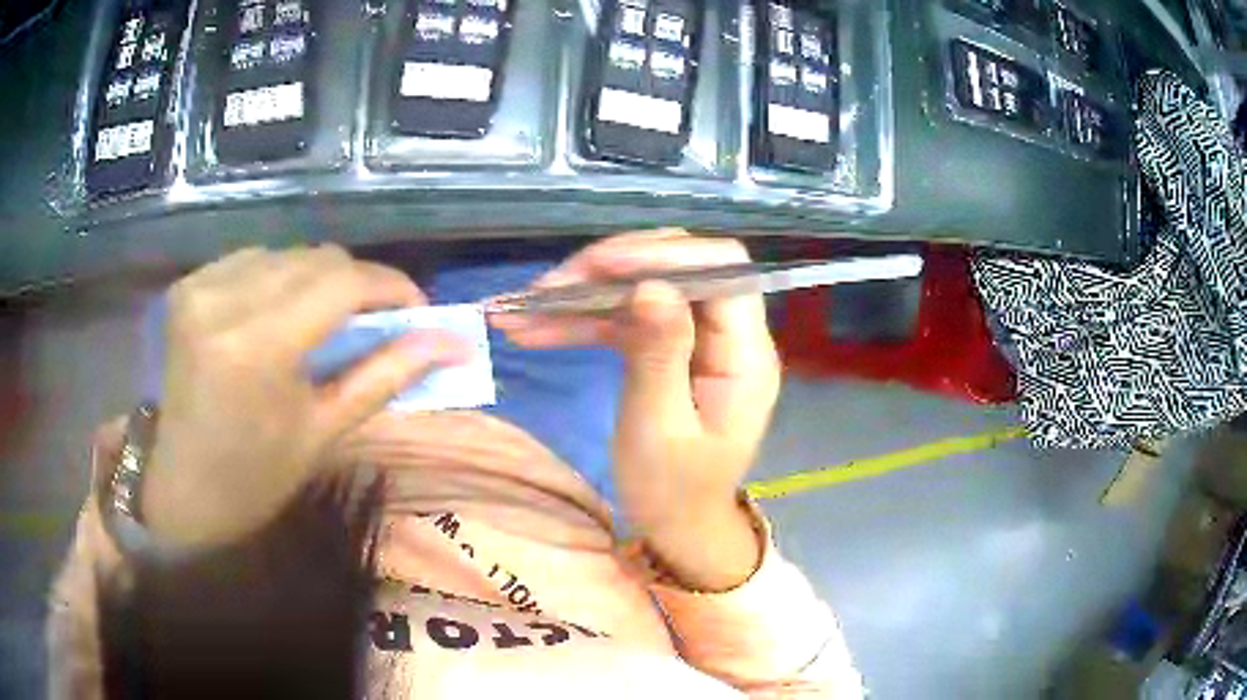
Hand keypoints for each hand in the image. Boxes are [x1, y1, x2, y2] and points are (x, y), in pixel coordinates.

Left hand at [142, 246, 470, 548]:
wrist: (182, 486)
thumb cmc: (257, 476)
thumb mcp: (325, 431)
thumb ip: (386, 375)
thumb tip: (452, 343)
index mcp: (259, 347)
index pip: (342, 282)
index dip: (390, 287)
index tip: (418, 309)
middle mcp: (225, 301)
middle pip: (317, 259)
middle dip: (358, 284)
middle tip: (378, 321)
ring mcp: (200, 288)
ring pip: (287, 254)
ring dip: (318, 280)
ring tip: (327, 320)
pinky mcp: (187, 286)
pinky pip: (252, 260)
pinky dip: (280, 278)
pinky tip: (281, 312)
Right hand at [492, 230, 780, 589]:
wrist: (677, 526)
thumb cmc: (673, 490)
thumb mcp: (661, 427)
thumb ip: (659, 353)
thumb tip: (651, 286)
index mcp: (745, 353)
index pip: (721, 270)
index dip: (665, 254)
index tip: (601, 264)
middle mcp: (728, 334)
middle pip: (676, 269)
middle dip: (610, 270)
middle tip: (547, 288)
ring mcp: (696, 339)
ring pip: (643, 290)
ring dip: (583, 295)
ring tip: (522, 310)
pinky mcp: (668, 348)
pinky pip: (627, 320)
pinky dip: (582, 321)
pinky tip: (534, 329)